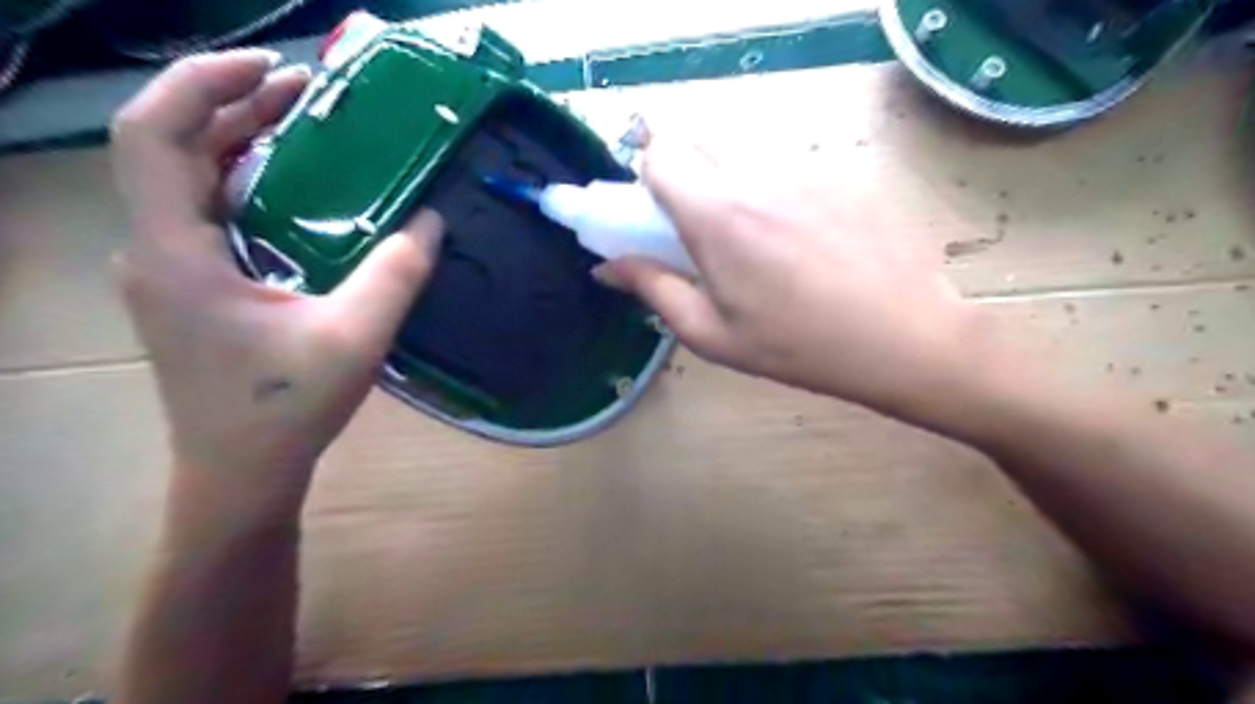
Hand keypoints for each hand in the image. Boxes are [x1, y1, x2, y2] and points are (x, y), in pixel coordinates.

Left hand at [110, 49, 445, 518]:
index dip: (202, 85)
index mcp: (178, 254)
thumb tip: (432, 219)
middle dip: (234, 106)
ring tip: (303, 124)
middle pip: (171, 148)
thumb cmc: (286, 409)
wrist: (241, 472)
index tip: (272, 69)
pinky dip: (245, 184)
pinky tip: (293, 189)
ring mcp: (169, 271)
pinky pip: (207, 214)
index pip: (154, 136)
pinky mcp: (190, 289)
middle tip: (307, 92)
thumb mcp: (355, 337)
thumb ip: (397, 273)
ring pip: (187, 180)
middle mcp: (156, 251)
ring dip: (239, 143)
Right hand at [593, 139, 995, 422]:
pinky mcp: (844, 175)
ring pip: (746, 157)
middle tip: (702, 232)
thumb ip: (653, 289)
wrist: (904, 337)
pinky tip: (808, 246)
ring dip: (734, 188)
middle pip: (700, 143)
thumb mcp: (712, 333)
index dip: (648, 174)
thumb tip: (607, 267)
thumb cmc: (796, 346)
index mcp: (717, 214)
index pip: (660, 152)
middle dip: (685, 176)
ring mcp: (806, 170)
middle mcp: (758, 176)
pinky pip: (790, 172)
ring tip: (763, 248)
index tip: (656, 212)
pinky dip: (779, 197)